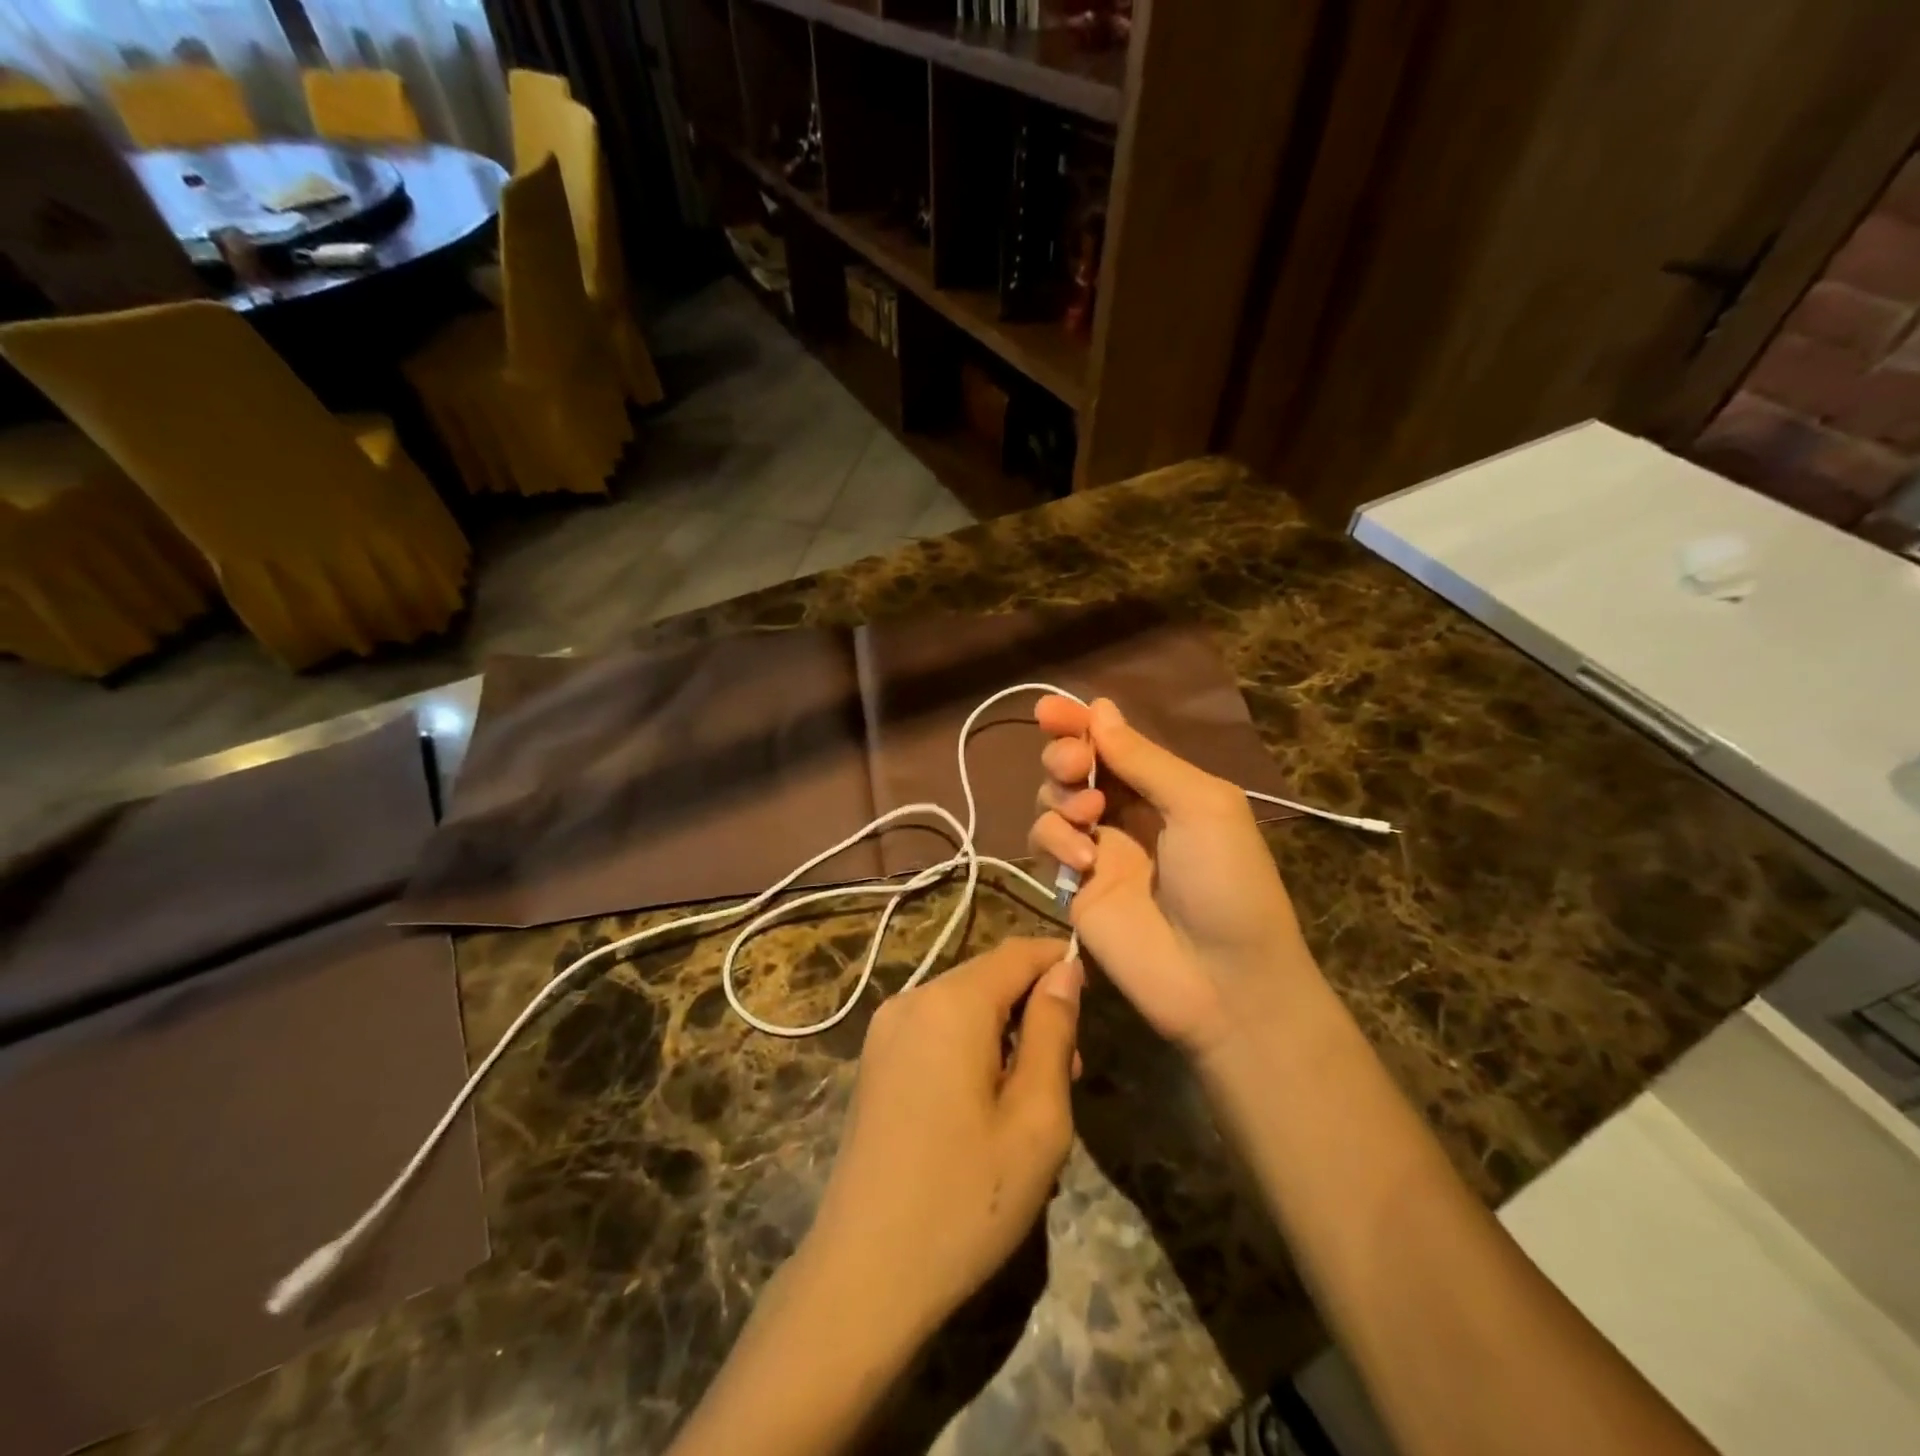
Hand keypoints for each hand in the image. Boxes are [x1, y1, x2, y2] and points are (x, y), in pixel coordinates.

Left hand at [799, 937, 1082, 1337]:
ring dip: (1005, 1032)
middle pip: (988, 977)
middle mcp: (911, 999)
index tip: (1094, 998)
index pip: (1017, 953)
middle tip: (1070, 1072)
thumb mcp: (1035, 1118)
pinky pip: (936, 1031)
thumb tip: (1064, 970)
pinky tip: (986, 1105)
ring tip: (1033, 1098)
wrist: (864, 1274)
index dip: (1058, 962)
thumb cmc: (966, 1198)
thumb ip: (1053, 1031)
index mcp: (951, 1003)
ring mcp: (885, 1030)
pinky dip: (971, 1047)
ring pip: (963, 1005)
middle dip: (1034, 1008)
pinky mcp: (875, 1062)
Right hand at [1029, 697, 1314, 1055]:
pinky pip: (1045, 843)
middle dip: (1065, 755)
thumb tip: (1100, 708)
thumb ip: (1145, 759)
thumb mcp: (1201, 805)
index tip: (1048, 709)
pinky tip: (1084, 862)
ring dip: (1061, 796)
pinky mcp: (1072, 887)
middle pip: (1074, 765)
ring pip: (1052, 799)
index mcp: (1164, 787)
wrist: (1223, 981)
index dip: (1078, 721)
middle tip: (1077, 767)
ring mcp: (1097, 849)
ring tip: (1090, 816)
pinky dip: (1055, 841)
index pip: (1111, 741)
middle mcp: (1126, 812)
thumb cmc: (1228, 882)